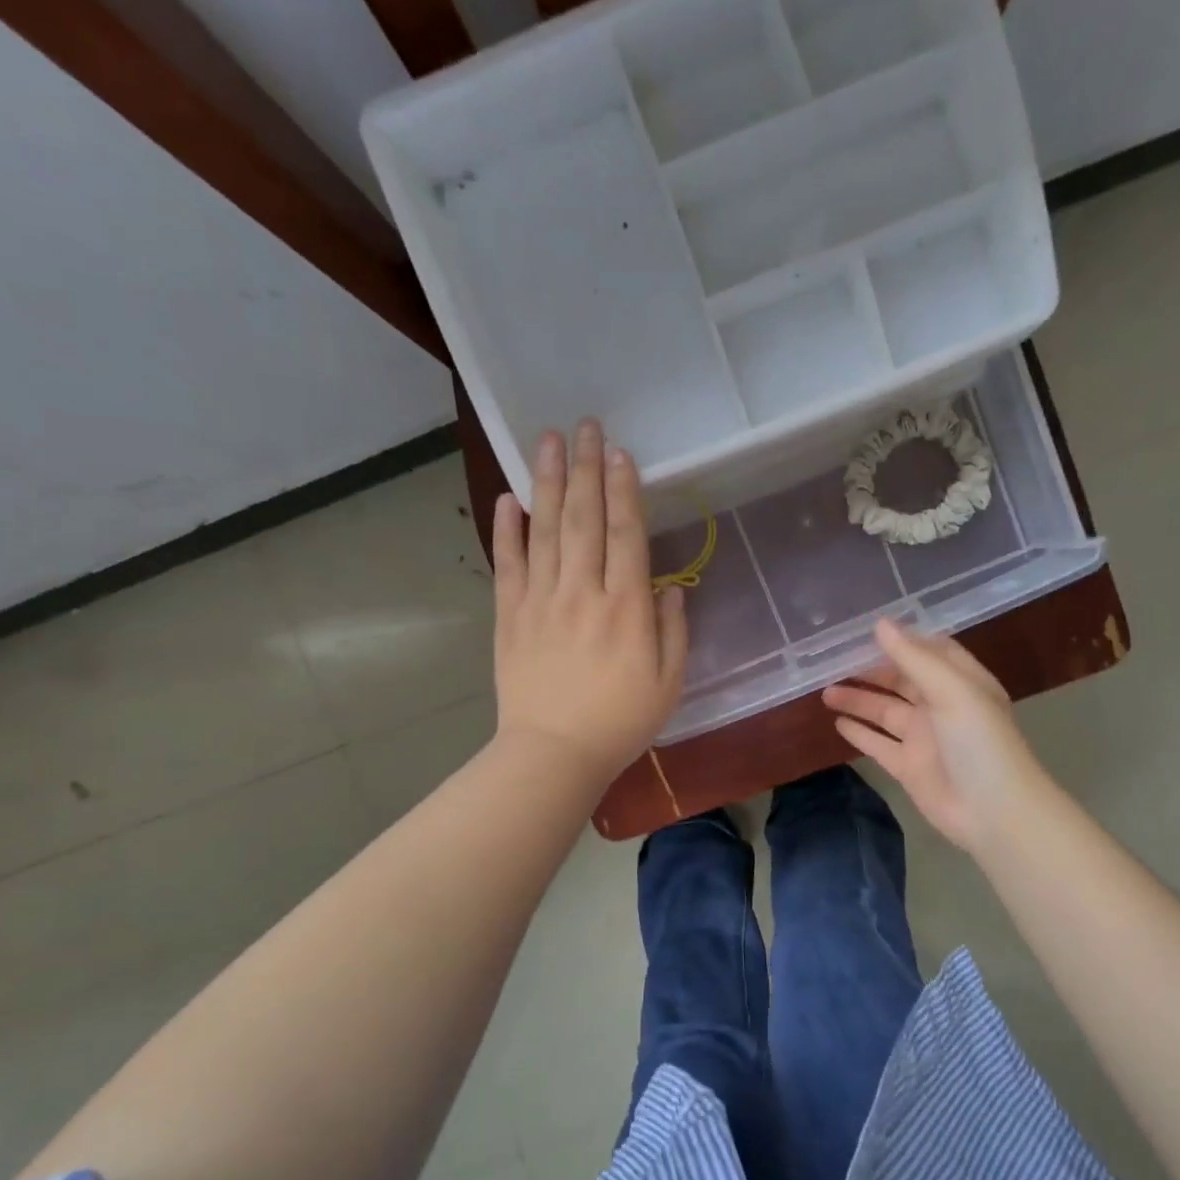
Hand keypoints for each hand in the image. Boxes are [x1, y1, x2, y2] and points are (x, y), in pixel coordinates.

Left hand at [492, 419, 686, 789]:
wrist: (553, 754)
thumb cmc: (619, 723)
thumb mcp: (668, 683)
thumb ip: (673, 631)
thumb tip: (670, 587)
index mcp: (626, 608)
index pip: (625, 534)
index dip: (623, 489)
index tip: (619, 452)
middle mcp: (583, 592)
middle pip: (583, 518)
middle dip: (585, 468)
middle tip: (584, 425)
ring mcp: (541, 601)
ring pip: (545, 530)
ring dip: (547, 481)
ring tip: (547, 440)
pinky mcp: (510, 616)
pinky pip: (507, 564)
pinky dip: (506, 530)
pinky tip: (508, 498)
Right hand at [823, 618, 1043, 852]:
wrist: (993, 811)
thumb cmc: (978, 741)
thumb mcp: (951, 690)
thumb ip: (913, 657)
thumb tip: (879, 623)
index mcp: (961, 682)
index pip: (930, 651)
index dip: (902, 641)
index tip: (866, 632)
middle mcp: (941, 706)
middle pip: (901, 681)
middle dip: (870, 671)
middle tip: (833, 663)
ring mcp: (923, 738)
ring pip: (884, 712)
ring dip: (858, 700)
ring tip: (825, 692)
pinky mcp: (908, 766)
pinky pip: (878, 744)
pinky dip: (859, 733)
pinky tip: (836, 722)